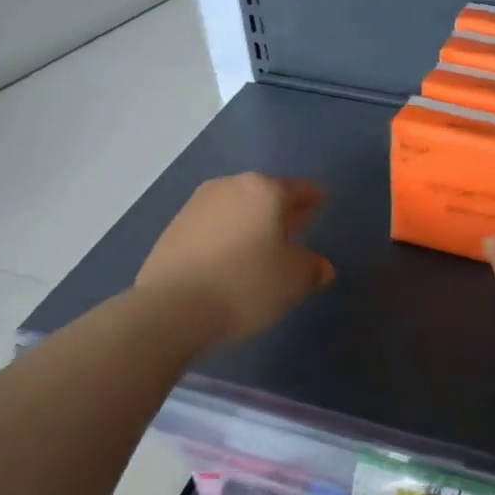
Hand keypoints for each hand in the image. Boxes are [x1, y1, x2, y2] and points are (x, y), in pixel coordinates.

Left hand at [137, 173, 334, 346]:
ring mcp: (196, 205)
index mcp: (265, 190)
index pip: (300, 189)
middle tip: (296, 228)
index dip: (314, 198)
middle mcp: (230, 187)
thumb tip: (320, 266)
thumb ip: (313, 268)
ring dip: (252, 223)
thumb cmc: (247, 284)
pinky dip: (227, 237)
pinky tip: (231, 260)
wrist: (174, 307)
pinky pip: (213, 227)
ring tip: (262, 248)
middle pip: (265, 195)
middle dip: (282, 211)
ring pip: (237, 209)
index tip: (322, 203)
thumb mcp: (295, 280)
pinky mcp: (173, 229)